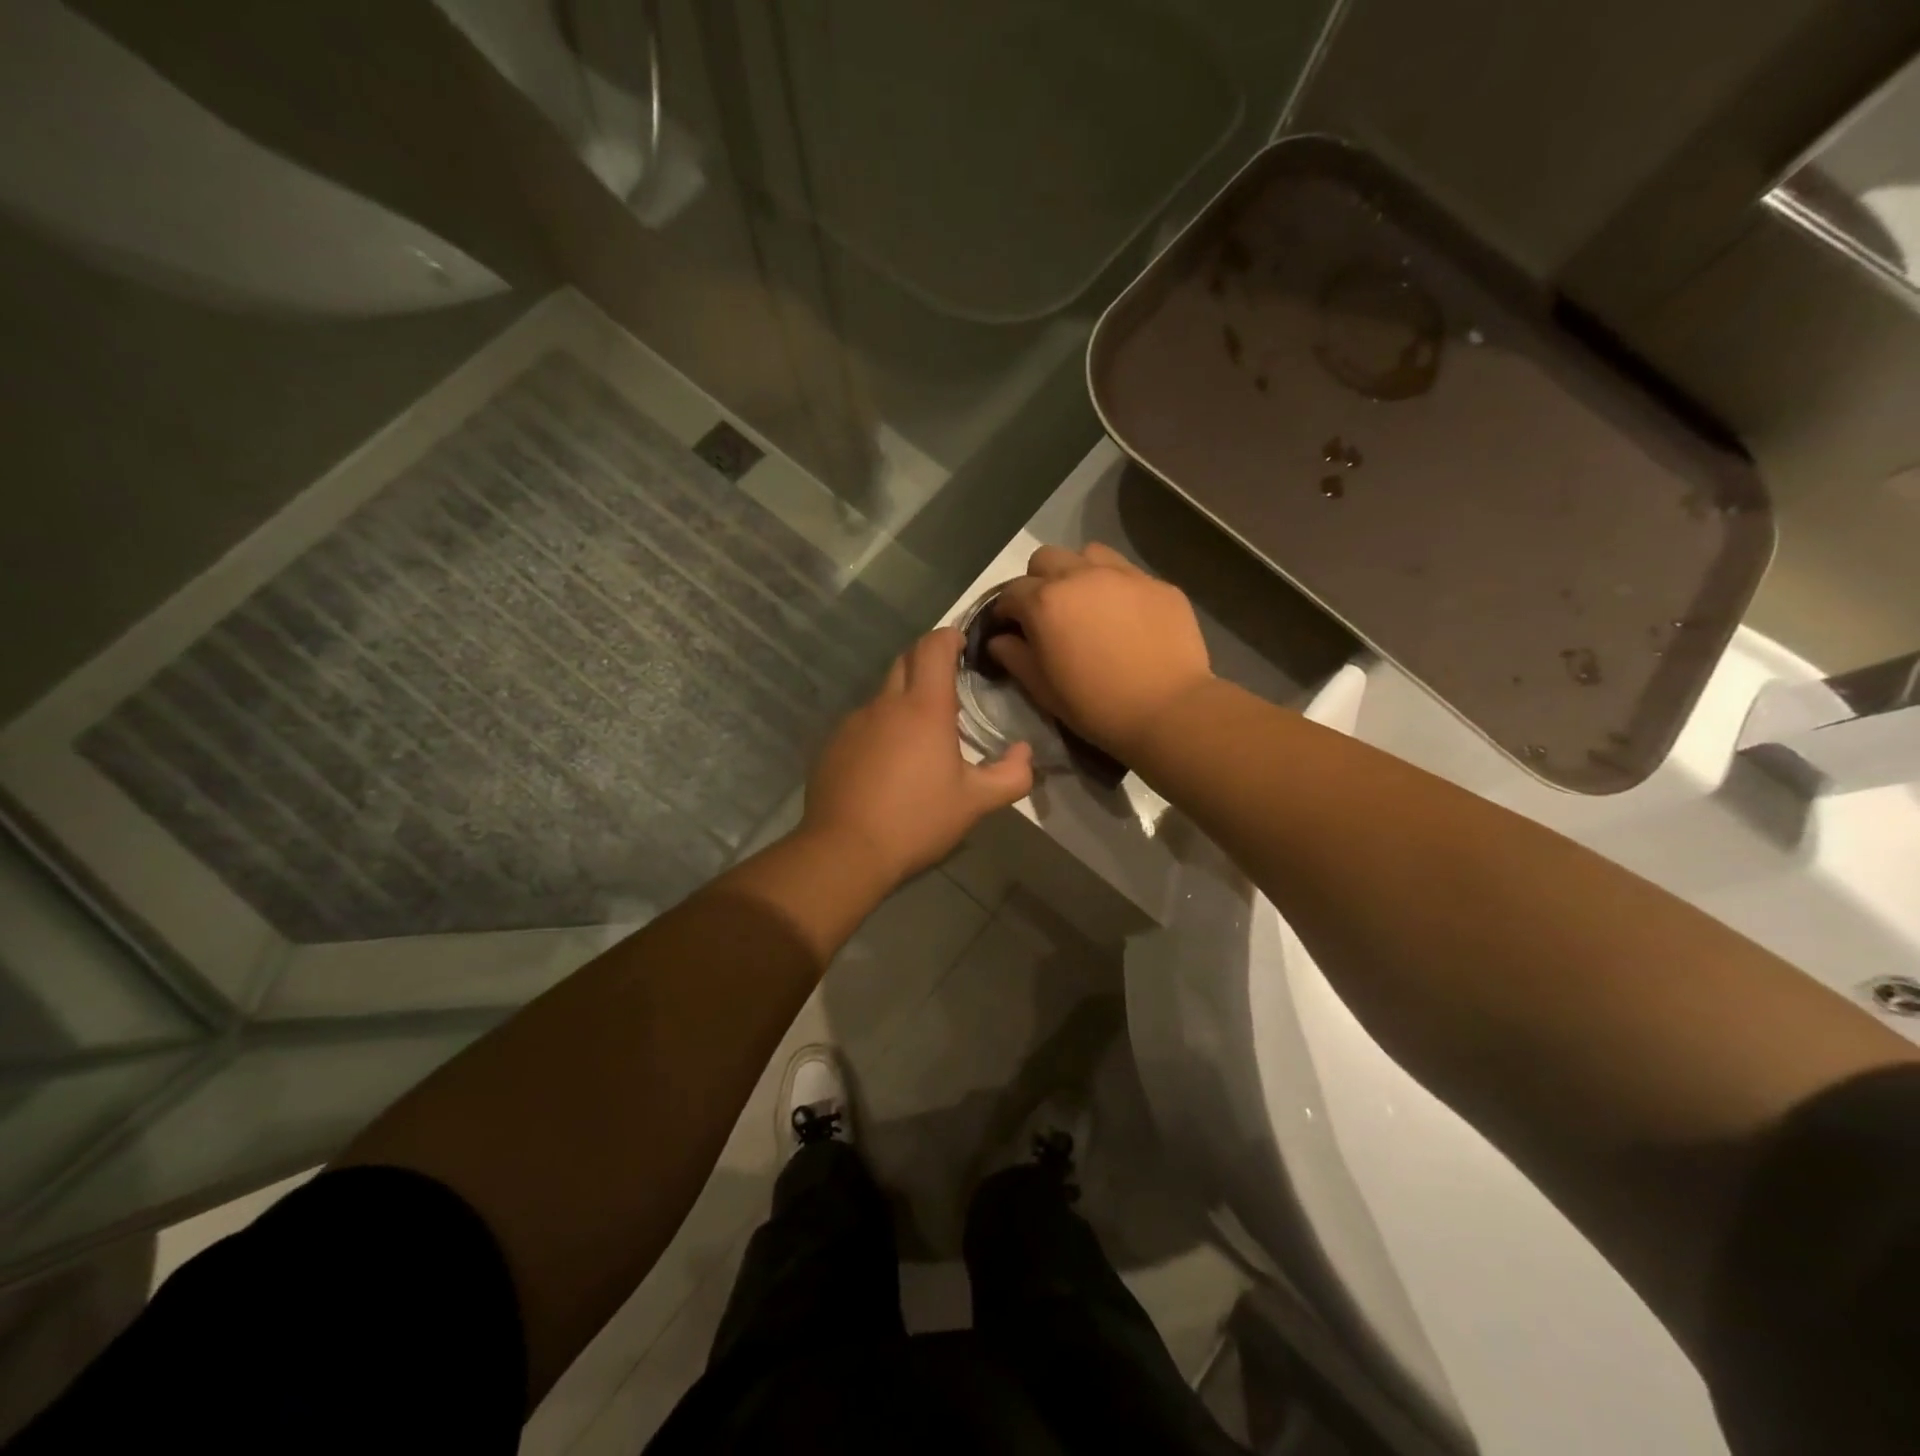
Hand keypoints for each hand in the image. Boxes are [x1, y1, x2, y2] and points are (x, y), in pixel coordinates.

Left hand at [801, 628, 1033, 885]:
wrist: (845, 850)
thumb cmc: (917, 821)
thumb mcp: (975, 803)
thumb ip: (1011, 776)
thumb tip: (1026, 753)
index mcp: (924, 708)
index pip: (934, 647)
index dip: (949, 636)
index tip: (962, 643)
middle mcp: (886, 704)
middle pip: (906, 660)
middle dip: (927, 659)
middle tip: (948, 682)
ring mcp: (854, 723)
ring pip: (883, 695)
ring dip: (904, 699)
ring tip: (921, 734)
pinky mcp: (833, 744)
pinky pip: (863, 723)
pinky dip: (881, 728)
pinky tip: (887, 763)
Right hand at [988, 543, 1213, 757]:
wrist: (1167, 710)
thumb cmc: (1095, 706)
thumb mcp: (1044, 689)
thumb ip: (1015, 657)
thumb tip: (999, 640)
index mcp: (1046, 602)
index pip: (1011, 592)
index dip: (1005, 610)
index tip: (1010, 628)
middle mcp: (1081, 575)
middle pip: (1046, 559)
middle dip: (1038, 581)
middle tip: (1048, 612)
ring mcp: (1124, 575)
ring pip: (1089, 554)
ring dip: (1078, 572)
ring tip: (1087, 603)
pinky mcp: (1158, 584)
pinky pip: (1128, 573)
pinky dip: (1116, 587)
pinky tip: (1126, 617)